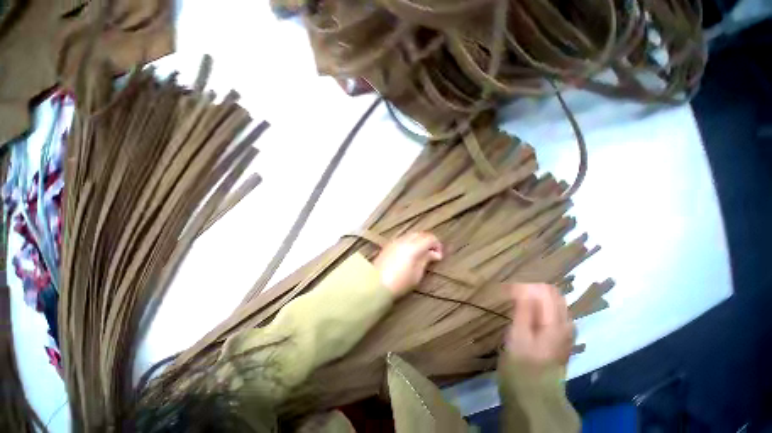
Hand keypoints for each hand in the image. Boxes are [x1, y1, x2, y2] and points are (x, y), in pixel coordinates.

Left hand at [373, 232, 442, 297]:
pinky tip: (410, 252)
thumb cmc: (400, 282)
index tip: (439, 256)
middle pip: (421, 234)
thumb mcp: (417, 274)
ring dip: (419, 241)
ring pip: (412, 235)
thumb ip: (426, 259)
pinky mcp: (389, 244)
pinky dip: (411, 242)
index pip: (430, 238)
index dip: (437, 245)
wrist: (376, 283)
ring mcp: (395, 241)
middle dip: (429, 241)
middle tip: (432, 253)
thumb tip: (434, 253)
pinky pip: (404, 238)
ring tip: (422, 253)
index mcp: (414, 246)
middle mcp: (404, 240)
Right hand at [506, 284, 574, 368]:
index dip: (524, 286)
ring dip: (534, 298)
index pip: (545, 289)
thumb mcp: (518, 336)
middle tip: (510, 297)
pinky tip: (526, 314)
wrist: (536, 397)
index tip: (506, 292)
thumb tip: (523, 286)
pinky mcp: (560, 337)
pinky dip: (538, 308)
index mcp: (557, 323)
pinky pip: (552, 313)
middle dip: (531, 290)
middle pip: (552, 294)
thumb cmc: (523, 366)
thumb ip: (524, 310)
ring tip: (515, 304)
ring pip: (553, 302)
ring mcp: (565, 331)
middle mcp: (566, 323)